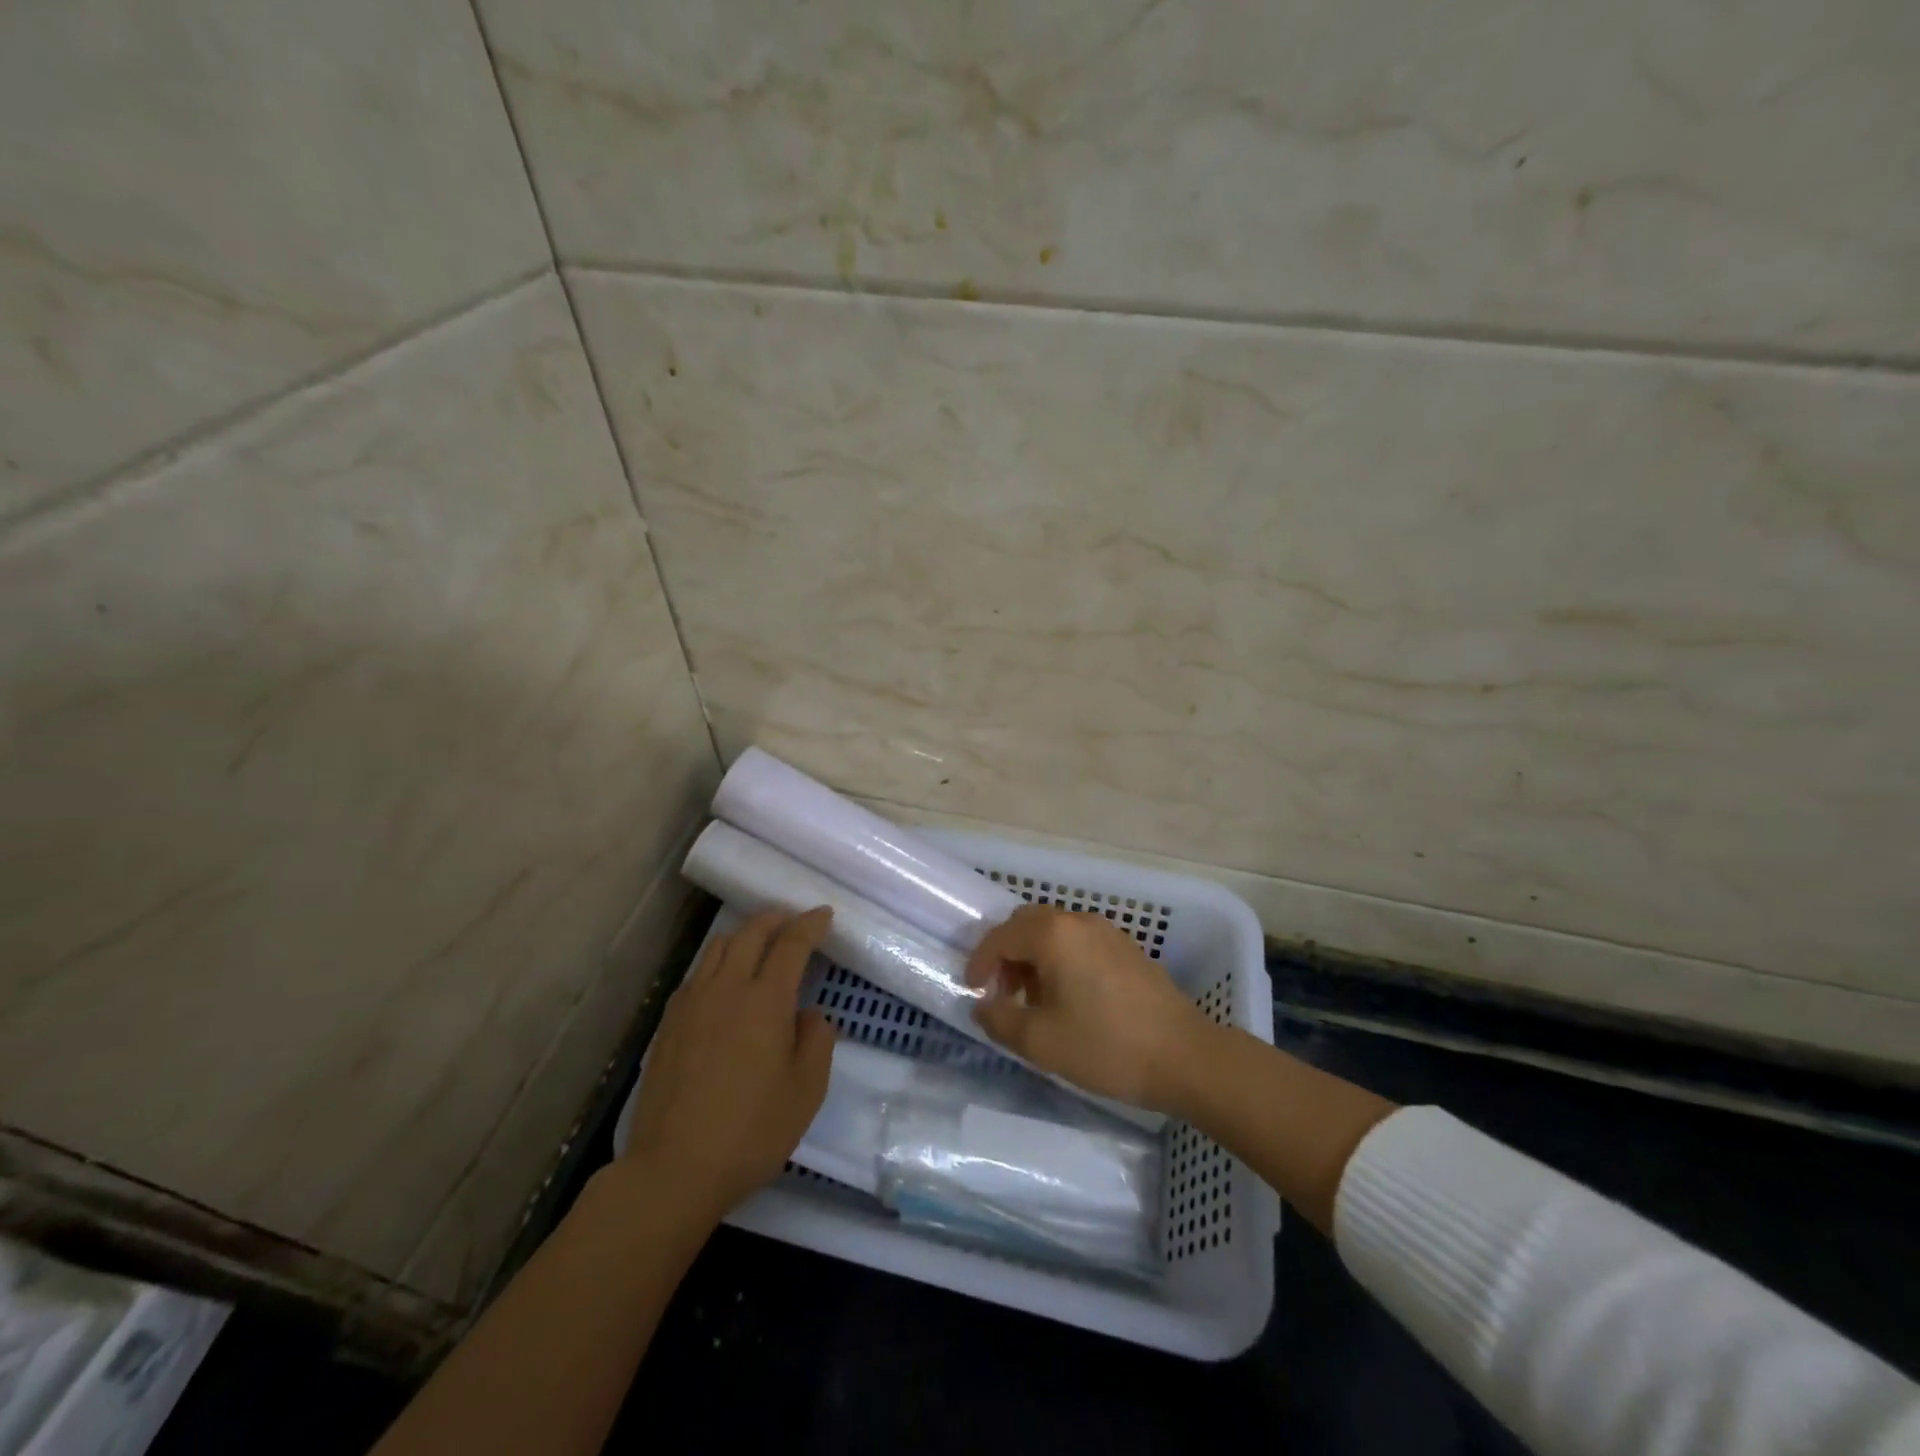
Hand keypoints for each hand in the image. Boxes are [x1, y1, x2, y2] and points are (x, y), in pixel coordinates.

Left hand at [618, 908, 835, 1225]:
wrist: (673, 1168)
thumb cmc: (751, 1131)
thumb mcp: (807, 1090)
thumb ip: (817, 1040)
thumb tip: (808, 1014)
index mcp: (766, 1000)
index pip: (792, 943)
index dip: (811, 924)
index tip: (824, 915)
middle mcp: (728, 988)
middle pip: (752, 932)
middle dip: (776, 918)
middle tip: (793, 921)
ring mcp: (692, 1002)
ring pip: (720, 946)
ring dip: (745, 935)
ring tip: (759, 946)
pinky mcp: (668, 1022)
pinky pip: (698, 973)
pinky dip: (718, 962)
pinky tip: (724, 984)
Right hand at [964, 904, 1213, 1112]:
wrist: (1184, 1056)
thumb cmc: (1106, 1046)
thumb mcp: (1041, 1041)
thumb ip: (1000, 1019)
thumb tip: (982, 1005)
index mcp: (1053, 935)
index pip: (1001, 936)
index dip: (980, 961)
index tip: (971, 989)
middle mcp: (1078, 921)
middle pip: (1026, 923)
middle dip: (1006, 954)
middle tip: (1001, 992)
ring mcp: (1106, 931)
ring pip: (1054, 931)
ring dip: (1033, 956)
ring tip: (1033, 1000)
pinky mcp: (1126, 947)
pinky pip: (1078, 941)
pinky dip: (1060, 958)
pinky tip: (1067, 997)